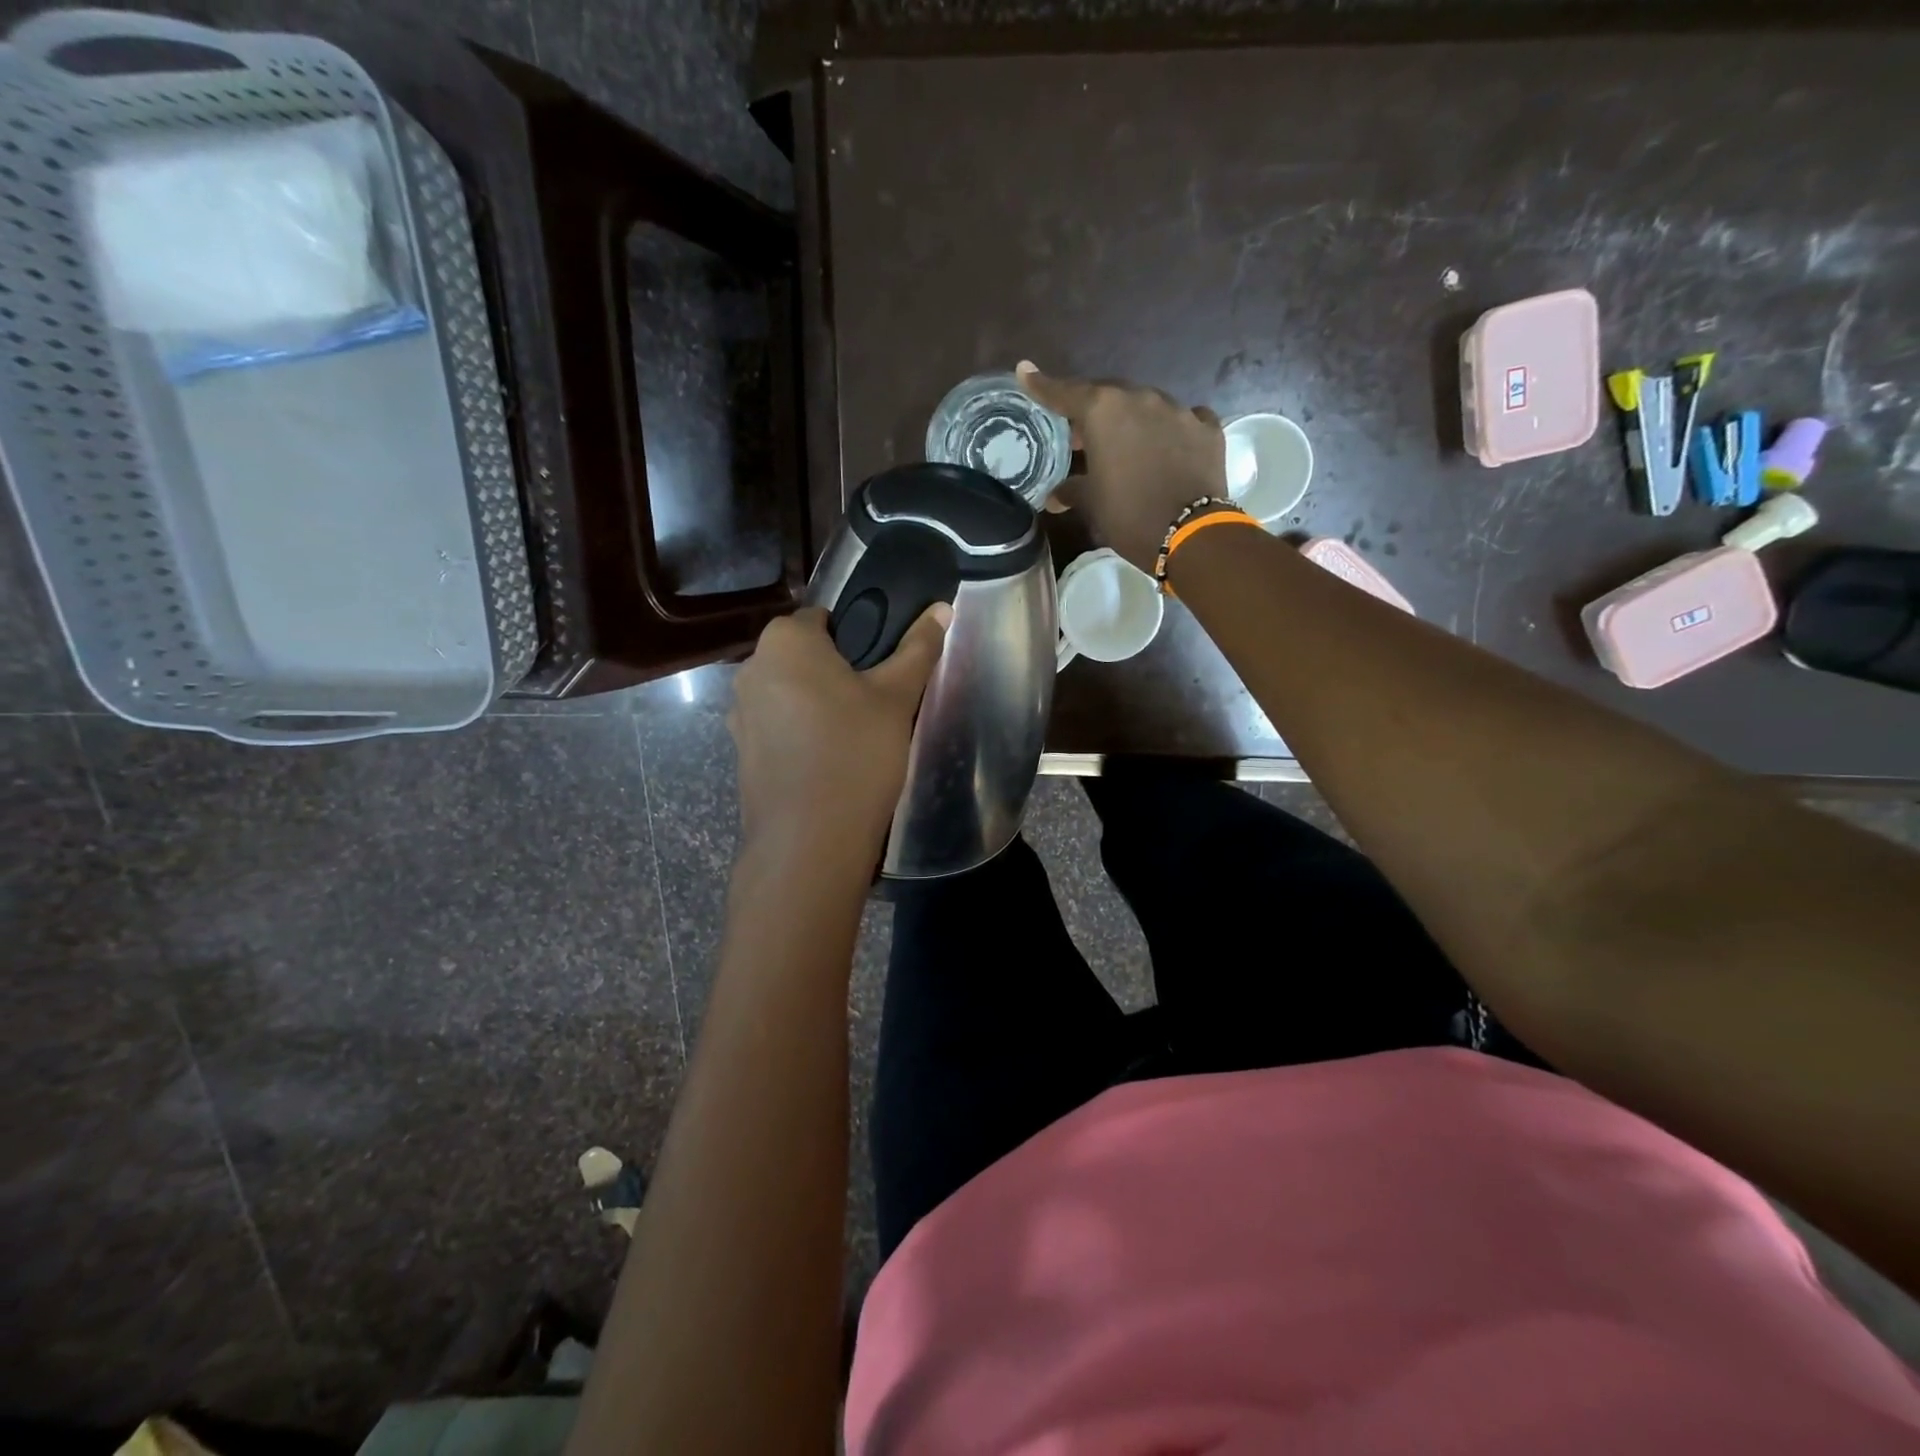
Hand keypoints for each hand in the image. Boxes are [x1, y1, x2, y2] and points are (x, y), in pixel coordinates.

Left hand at [728, 605, 951, 858]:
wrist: (809, 840)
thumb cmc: (855, 753)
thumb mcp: (897, 697)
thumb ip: (918, 649)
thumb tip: (942, 607)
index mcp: (784, 641)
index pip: (822, 617)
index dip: (856, 635)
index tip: (882, 666)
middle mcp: (752, 668)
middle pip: (803, 655)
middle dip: (836, 670)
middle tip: (877, 701)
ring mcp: (740, 713)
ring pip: (790, 692)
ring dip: (817, 703)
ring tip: (856, 735)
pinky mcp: (741, 751)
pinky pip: (778, 726)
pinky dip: (801, 733)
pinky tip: (830, 760)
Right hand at [1017, 360, 1227, 571]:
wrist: (1189, 534)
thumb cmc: (1128, 515)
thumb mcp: (1092, 504)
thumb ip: (1071, 490)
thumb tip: (1055, 496)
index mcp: (1104, 411)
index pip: (1065, 393)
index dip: (1042, 386)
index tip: (1025, 371)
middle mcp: (1141, 399)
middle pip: (1108, 396)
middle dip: (1092, 414)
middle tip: (1081, 437)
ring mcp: (1179, 411)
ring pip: (1146, 407)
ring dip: (1132, 422)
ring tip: (1125, 447)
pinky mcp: (1207, 429)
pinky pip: (1184, 420)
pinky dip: (1171, 431)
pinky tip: (1169, 447)